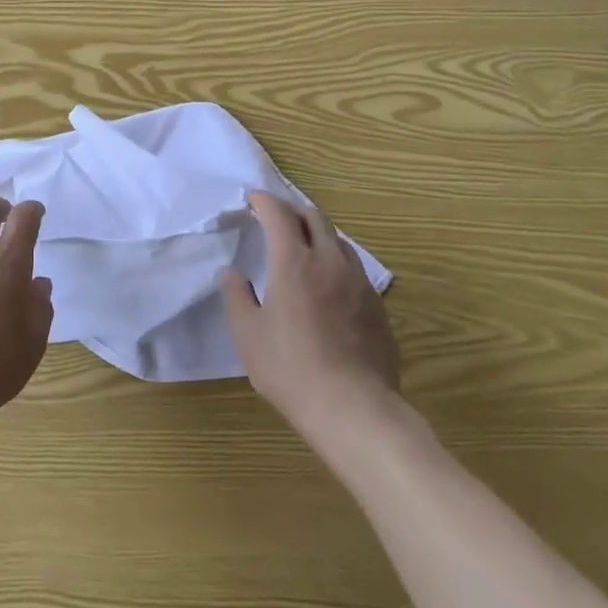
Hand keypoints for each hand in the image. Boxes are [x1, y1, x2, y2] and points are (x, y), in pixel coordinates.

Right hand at [219, 191, 401, 441]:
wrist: (354, 408)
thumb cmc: (291, 369)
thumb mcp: (248, 335)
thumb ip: (236, 297)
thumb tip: (231, 273)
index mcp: (293, 262)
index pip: (279, 214)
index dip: (264, 201)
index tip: (252, 199)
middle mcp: (329, 261)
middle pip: (313, 217)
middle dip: (291, 210)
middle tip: (274, 218)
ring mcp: (358, 281)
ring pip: (337, 239)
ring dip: (316, 232)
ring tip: (301, 245)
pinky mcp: (376, 304)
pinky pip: (353, 266)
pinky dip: (334, 258)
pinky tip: (327, 281)